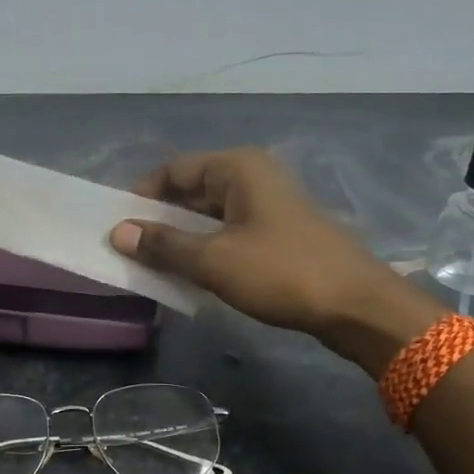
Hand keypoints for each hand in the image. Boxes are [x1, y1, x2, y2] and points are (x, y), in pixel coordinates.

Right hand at [110, 148, 443, 374]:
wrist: (356, 305)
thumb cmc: (281, 271)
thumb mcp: (213, 260)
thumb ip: (164, 245)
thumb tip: (118, 233)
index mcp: (237, 168)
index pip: (173, 170)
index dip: (141, 195)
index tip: (117, 226)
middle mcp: (252, 177)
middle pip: (191, 191)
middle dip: (159, 219)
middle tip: (129, 249)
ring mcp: (268, 205)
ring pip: (209, 215)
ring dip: (181, 238)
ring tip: (152, 264)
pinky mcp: (278, 233)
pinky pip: (228, 233)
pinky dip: (205, 249)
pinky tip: (189, 273)